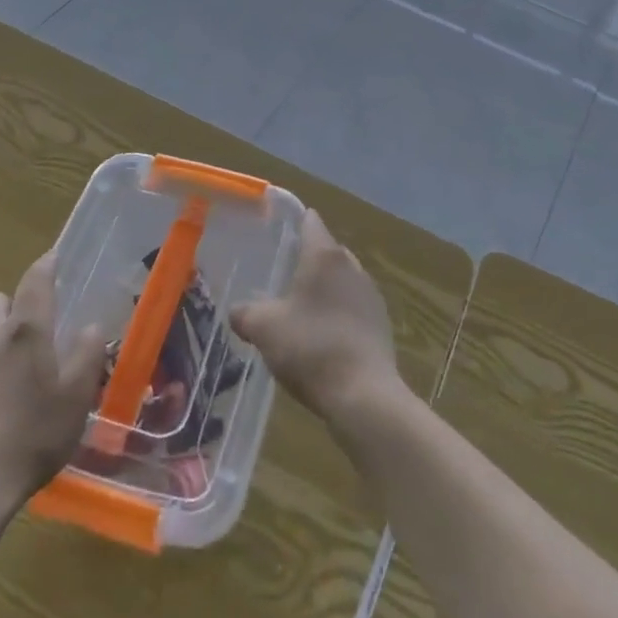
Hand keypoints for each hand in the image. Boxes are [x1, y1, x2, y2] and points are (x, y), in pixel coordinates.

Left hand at [0, 252, 105, 509]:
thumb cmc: (31, 438)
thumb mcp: (75, 399)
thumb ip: (87, 356)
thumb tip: (92, 326)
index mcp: (24, 332)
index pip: (35, 281)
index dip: (46, 266)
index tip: (54, 259)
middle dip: (11, 308)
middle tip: (30, 337)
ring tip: (8, 380)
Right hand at [230, 210, 401, 427]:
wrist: (364, 396)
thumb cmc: (311, 347)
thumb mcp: (264, 328)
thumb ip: (245, 313)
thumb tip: (236, 311)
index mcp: (325, 256)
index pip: (310, 221)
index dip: (291, 222)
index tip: (273, 231)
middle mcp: (352, 267)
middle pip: (326, 251)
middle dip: (305, 260)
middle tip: (278, 276)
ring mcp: (371, 296)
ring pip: (341, 280)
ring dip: (322, 290)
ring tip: (297, 311)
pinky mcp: (381, 325)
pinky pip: (352, 308)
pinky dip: (336, 314)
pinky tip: (320, 339)